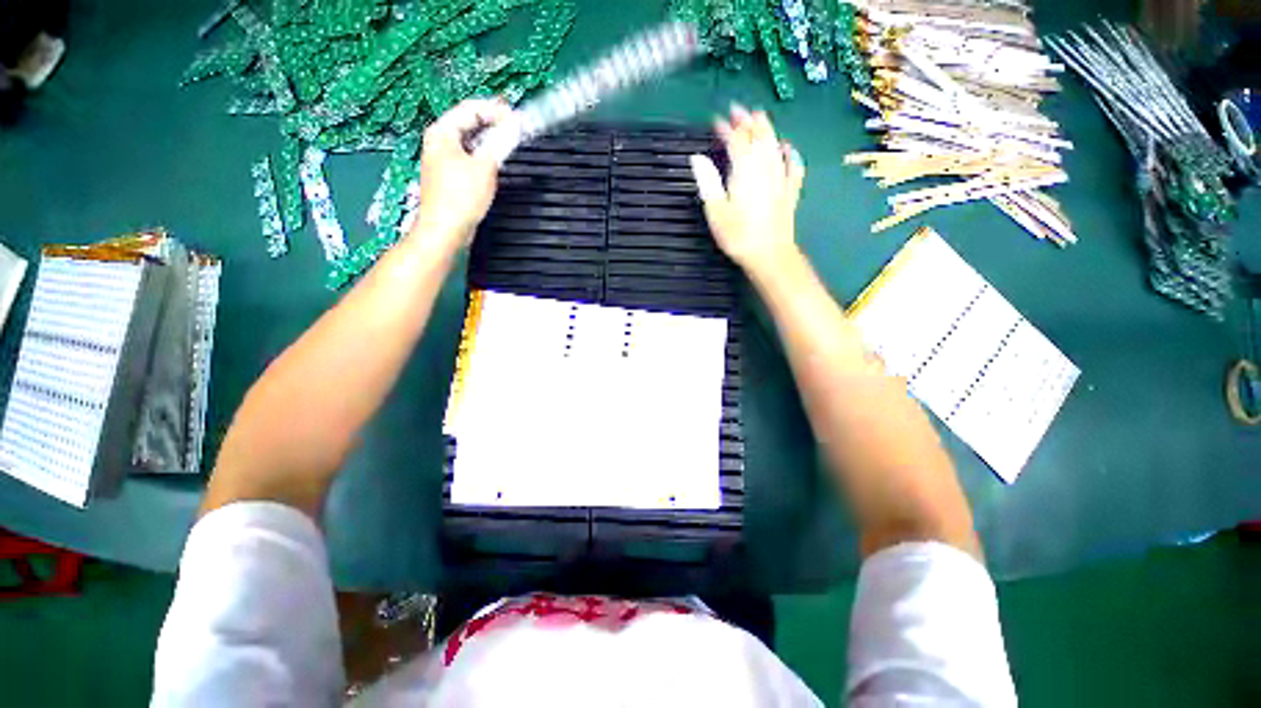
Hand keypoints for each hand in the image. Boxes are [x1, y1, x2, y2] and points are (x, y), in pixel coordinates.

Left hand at [408, 98, 512, 253]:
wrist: (446, 229)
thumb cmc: (462, 196)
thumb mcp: (485, 166)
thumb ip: (499, 143)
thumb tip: (513, 127)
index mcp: (442, 132)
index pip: (470, 109)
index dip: (495, 110)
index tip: (516, 117)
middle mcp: (439, 141)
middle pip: (468, 123)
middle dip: (492, 123)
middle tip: (515, 126)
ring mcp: (442, 159)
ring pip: (469, 141)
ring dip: (489, 140)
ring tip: (509, 141)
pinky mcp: (449, 176)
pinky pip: (469, 157)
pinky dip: (483, 155)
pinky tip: (495, 161)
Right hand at [690, 105, 804, 274]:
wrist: (769, 254)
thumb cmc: (738, 235)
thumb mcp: (715, 211)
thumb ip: (707, 182)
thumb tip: (696, 158)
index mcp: (744, 170)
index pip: (736, 140)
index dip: (726, 128)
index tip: (716, 121)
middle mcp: (765, 167)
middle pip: (758, 137)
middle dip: (747, 121)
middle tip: (738, 110)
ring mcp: (781, 178)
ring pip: (775, 145)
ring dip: (767, 129)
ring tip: (759, 116)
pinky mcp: (790, 190)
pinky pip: (793, 165)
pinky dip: (790, 153)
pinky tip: (787, 147)